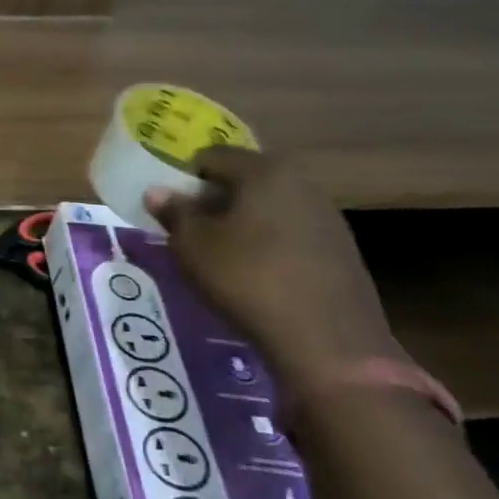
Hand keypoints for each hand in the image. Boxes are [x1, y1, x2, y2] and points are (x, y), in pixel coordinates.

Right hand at [143, 148, 401, 405]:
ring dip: (242, 223)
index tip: (171, 207)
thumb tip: (157, 192)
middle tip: (191, 230)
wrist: (329, 343)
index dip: (185, 177)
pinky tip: (256, 275)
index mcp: (264, 171)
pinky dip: (268, 245)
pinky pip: (291, 234)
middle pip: (245, 180)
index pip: (213, 156)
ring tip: (221, 255)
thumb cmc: (249, 279)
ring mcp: (327, 217)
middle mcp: (301, 183)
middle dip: (214, 200)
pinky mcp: (342, 251)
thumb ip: (175, 213)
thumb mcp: (194, 246)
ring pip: (269, 207)